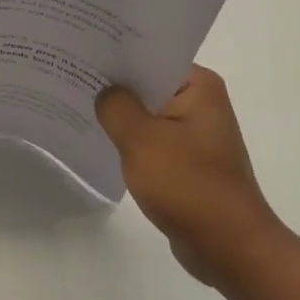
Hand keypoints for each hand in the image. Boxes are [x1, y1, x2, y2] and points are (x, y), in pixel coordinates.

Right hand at [95, 66, 278, 284]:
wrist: (230, 249)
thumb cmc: (189, 186)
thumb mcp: (142, 140)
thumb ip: (115, 106)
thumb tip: (103, 91)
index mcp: (199, 86)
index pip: (150, 56)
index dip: (115, 53)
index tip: (81, 50)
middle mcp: (201, 102)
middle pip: (147, 83)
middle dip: (112, 84)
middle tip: (69, 73)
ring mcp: (194, 134)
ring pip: (146, 113)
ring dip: (119, 115)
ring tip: (76, 102)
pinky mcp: (187, 161)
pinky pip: (150, 140)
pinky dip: (129, 141)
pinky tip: (99, 139)